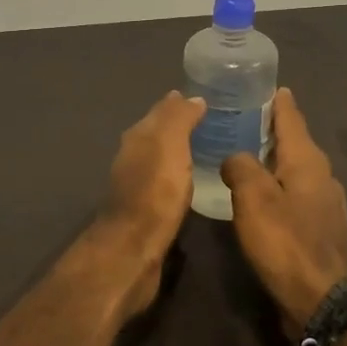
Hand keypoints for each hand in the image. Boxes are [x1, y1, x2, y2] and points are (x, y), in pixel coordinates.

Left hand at [89, 91, 207, 316]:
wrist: (133, 248)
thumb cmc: (154, 192)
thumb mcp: (170, 145)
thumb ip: (179, 119)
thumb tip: (191, 97)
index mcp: (138, 136)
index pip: (161, 111)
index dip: (180, 104)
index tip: (206, 99)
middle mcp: (133, 156)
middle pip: (158, 133)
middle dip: (180, 125)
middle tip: (213, 122)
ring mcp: (137, 184)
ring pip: (161, 158)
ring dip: (179, 152)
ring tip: (208, 150)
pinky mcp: (145, 210)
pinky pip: (165, 182)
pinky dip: (178, 176)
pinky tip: (193, 182)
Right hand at [220, 88, 346, 329]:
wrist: (322, 301)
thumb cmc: (286, 242)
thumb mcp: (253, 198)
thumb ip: (241, 167)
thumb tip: (235, 157)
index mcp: (307, 160)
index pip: (291, 117)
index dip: (277, 101)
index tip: (265, 85)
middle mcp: (321, 175)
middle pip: (294, 142)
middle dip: (272, 129)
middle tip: (242, 118)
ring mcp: (324, 204)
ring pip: (295, 169)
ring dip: (273, 159)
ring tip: (245, 154)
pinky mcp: (320, 228)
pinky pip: (295, 194)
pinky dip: (277, 185)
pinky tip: (260, 196)